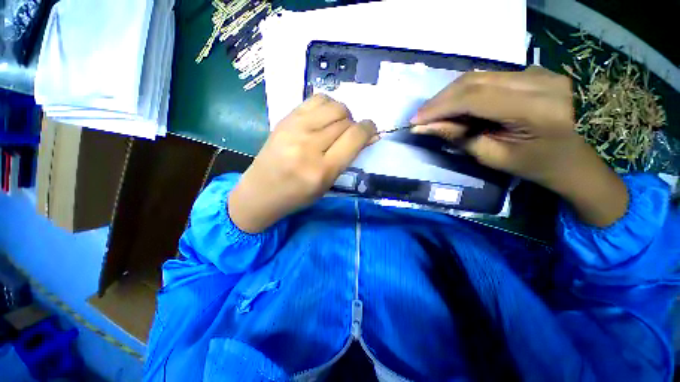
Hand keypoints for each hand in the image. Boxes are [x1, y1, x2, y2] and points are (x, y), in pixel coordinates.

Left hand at [229, 94, 376, 232]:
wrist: (261, 191)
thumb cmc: (297, 195)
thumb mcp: (327, 183)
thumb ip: (349, 158)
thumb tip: (370, 135)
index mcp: (322, 169)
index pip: (354, 137)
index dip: (368, 129)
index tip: (371, 131)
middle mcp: (309, 145)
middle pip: (345, 120)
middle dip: (355, 125)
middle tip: (350, 135)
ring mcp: (295, 128)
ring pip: (334, 106)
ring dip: (343, 114)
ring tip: (337, 126)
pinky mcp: (286, 119)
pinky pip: (316, 99)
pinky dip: (328, 105)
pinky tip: (324, 118)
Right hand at [411, 66, 627, 226]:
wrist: (569, 158)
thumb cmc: (532, 165)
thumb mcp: (491, 157)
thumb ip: (457, 137)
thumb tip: (423, 127)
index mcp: (536, 109)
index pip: (475, 98)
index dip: (440, 107)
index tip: (415, 120)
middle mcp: (540, 82)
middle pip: (475, 81)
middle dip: (441, 99)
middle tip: (420, 116)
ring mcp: (539, 72)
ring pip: (479, 76)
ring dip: (450, 94)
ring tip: (433, 112)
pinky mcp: (534, 71)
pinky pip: (489, 77)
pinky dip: (465, 91)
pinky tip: (455, 105)